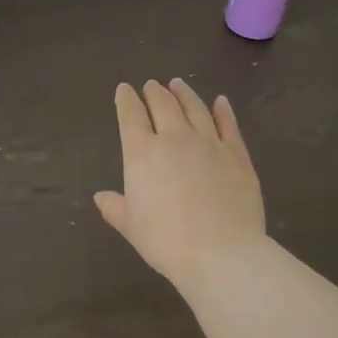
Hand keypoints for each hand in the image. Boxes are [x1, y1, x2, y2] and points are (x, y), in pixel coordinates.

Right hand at [94, 79, 266, 288]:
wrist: (222, 253)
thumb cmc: (167, 242)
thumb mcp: (132, 227)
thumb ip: (115, 208)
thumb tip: (100, 196)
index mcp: (142, 153)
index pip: (130, 115)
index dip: (126, 100)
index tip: (124, 89)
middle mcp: (174, 138)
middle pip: (162, 104)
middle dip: (154, 92)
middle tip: (151, 85)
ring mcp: (209, 143)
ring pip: (195, 108)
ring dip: (184, 93)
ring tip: (178, 84)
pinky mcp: (237, 154)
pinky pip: (228, 125)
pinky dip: (223, 110)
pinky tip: (221, 102)